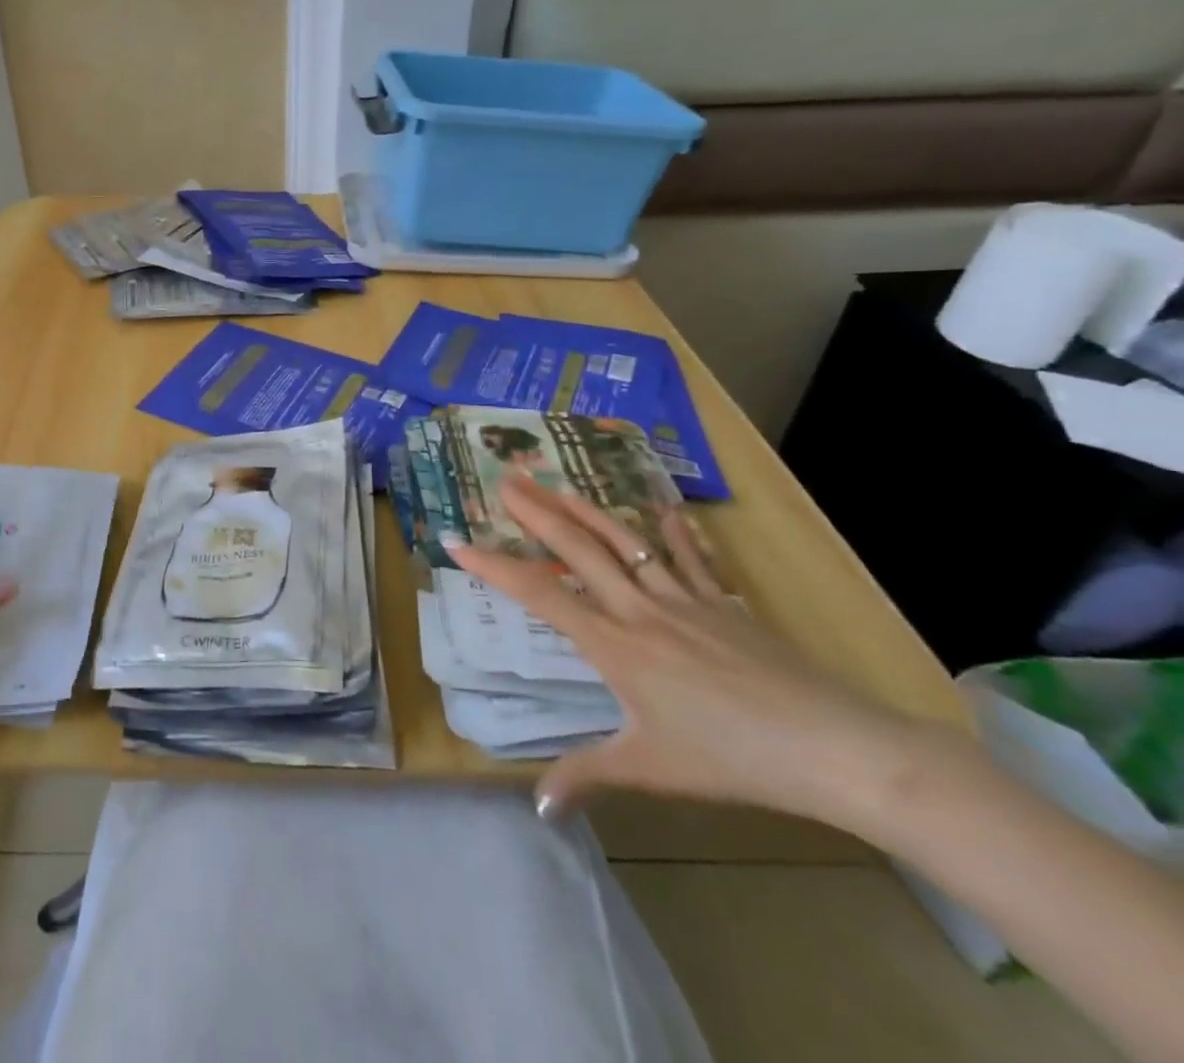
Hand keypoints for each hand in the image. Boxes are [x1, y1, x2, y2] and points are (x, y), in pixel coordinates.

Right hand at [445, 477, 949, 826]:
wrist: (833, 747)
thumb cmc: (730, 758)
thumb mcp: (650, 769)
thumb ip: (586, 777)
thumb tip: (536, 808)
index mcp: (613, 645)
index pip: (539, 595)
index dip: (493, 566)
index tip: (456, 542)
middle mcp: (640, 609)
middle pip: (578, 549)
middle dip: (536, 513)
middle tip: (504, 479)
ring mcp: (684, 600)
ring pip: (625, 542)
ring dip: (587, 510)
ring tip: (559, 484)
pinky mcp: (723, 604)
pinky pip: (691, 559)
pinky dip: (674, 531)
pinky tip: (663, 506)